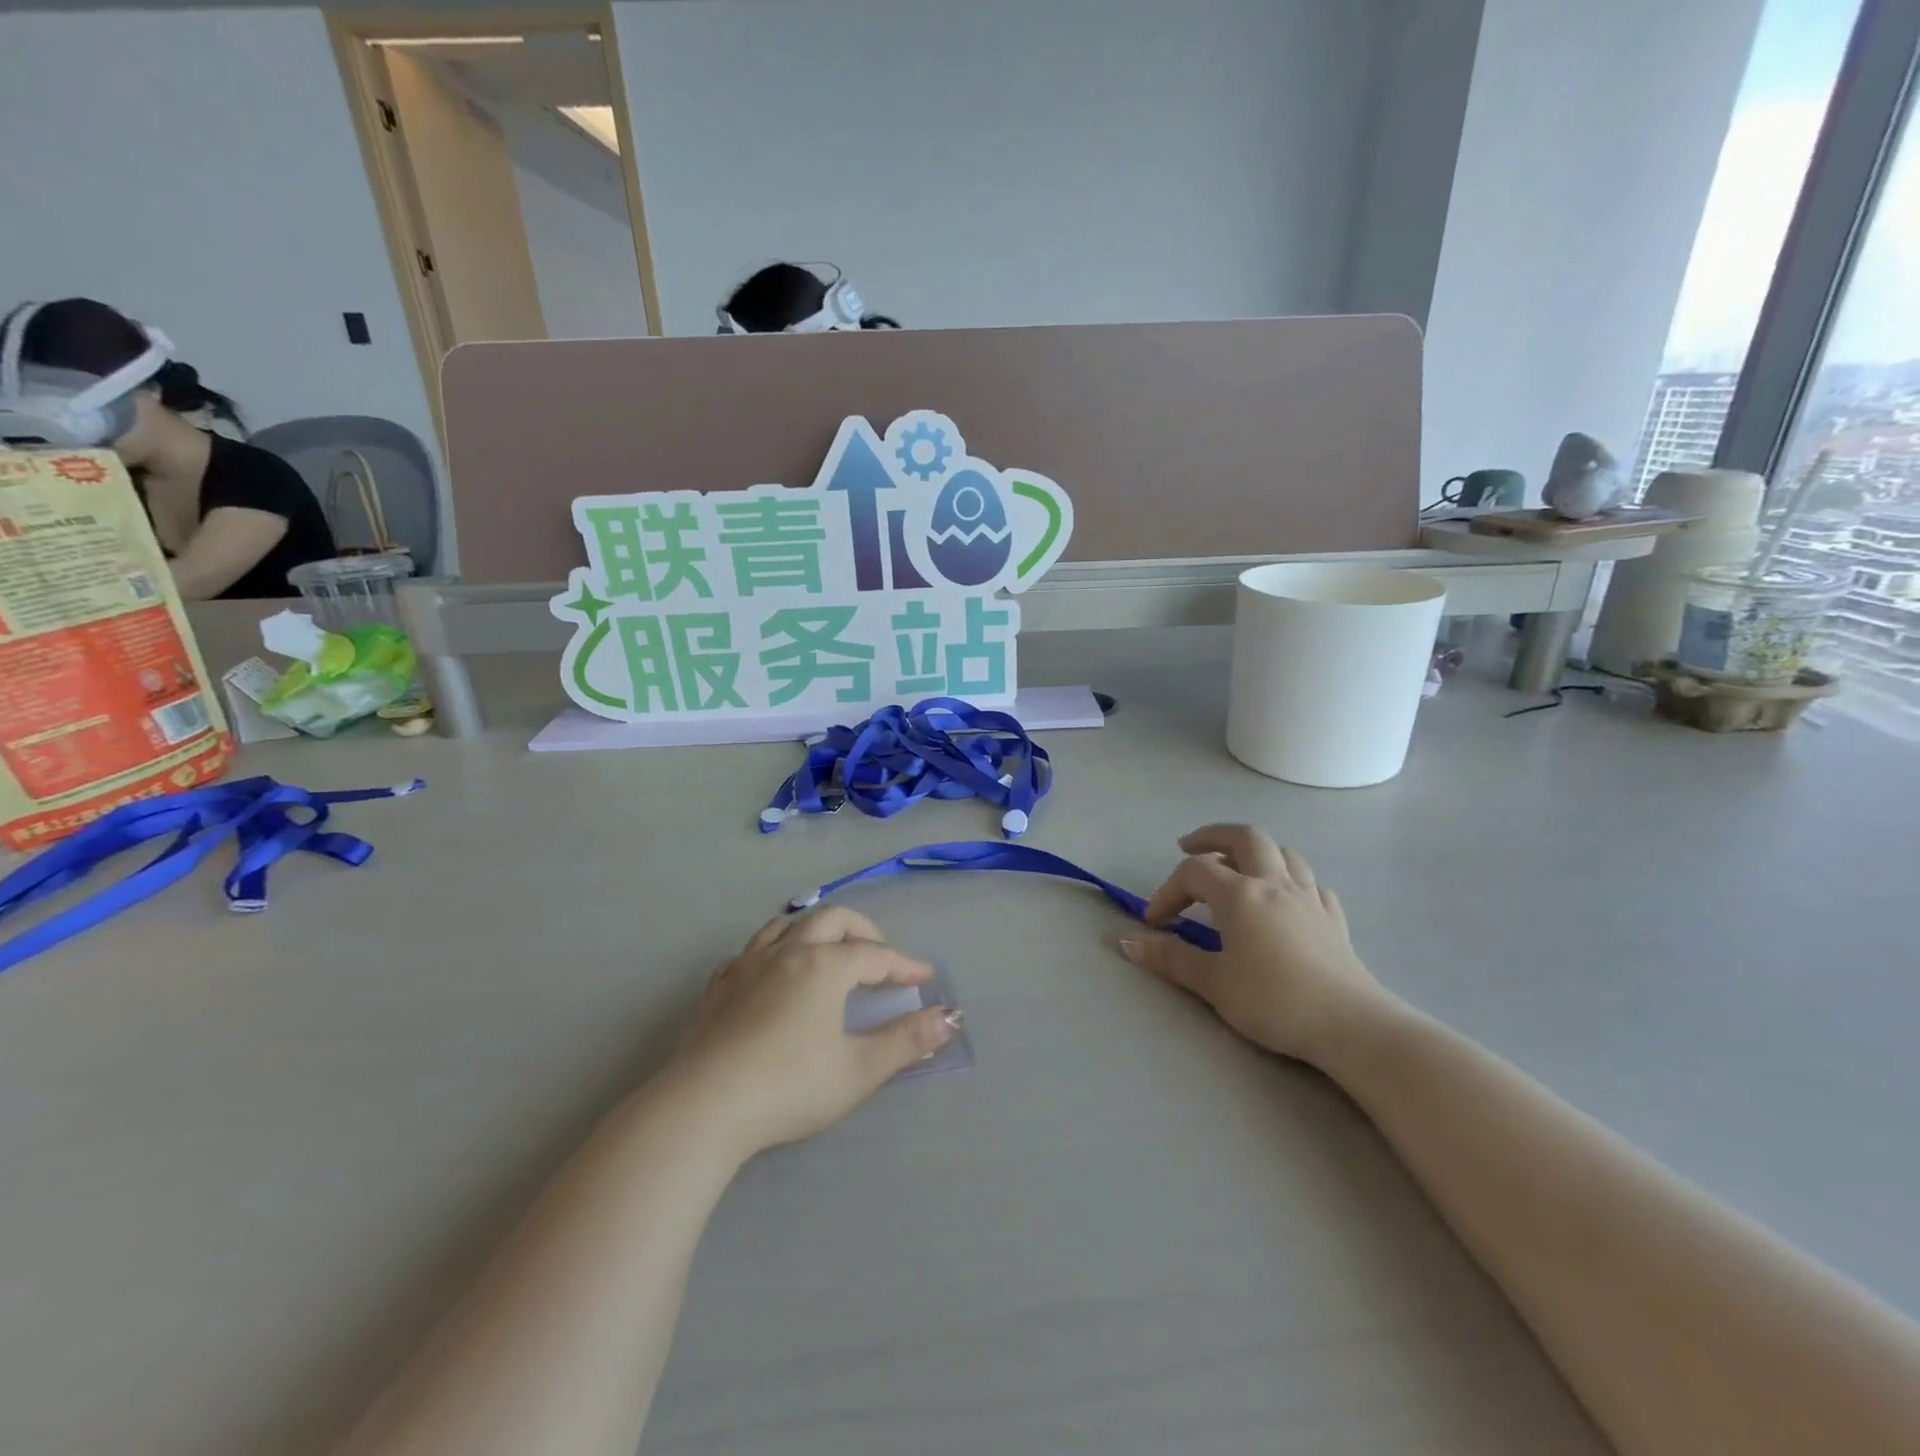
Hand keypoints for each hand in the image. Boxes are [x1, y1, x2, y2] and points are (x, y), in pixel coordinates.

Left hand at [666, 907, 961, 1158]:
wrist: (704, 1107)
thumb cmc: (790, 1087)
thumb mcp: (859, 1070)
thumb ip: (907, 1041)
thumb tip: (950, 1017)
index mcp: (824, 965)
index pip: (875, 955)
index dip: (904, 965)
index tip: (925, 978)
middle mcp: (787, 952)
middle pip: (831, 919)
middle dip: (862, 931)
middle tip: (880, 954)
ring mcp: (747, 965)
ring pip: (787, 924)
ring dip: (816, 928)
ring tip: (829, 948)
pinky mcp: (719, 987)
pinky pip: (751, 950)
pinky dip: (774, 950)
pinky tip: (773, 970)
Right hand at [1119, 825, 1384, 1066]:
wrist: (1350, 1025)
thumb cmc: (1274, 1001)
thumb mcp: (1213, 983)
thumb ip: (1170, 958)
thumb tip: (1126, 941)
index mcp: (1240, 894)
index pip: (1193, 872)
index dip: (1167, 891)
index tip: (1155, 923)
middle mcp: (1274, 883)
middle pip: (1243, 837)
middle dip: (1212, 836)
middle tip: (1189, 847)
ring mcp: (1309, 898)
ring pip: (1283, 852)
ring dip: (1255, 851)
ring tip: (1238, 867)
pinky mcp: (1334, 918)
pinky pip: (1311, 883)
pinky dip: (1291, 880)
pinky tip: (1285, 899)